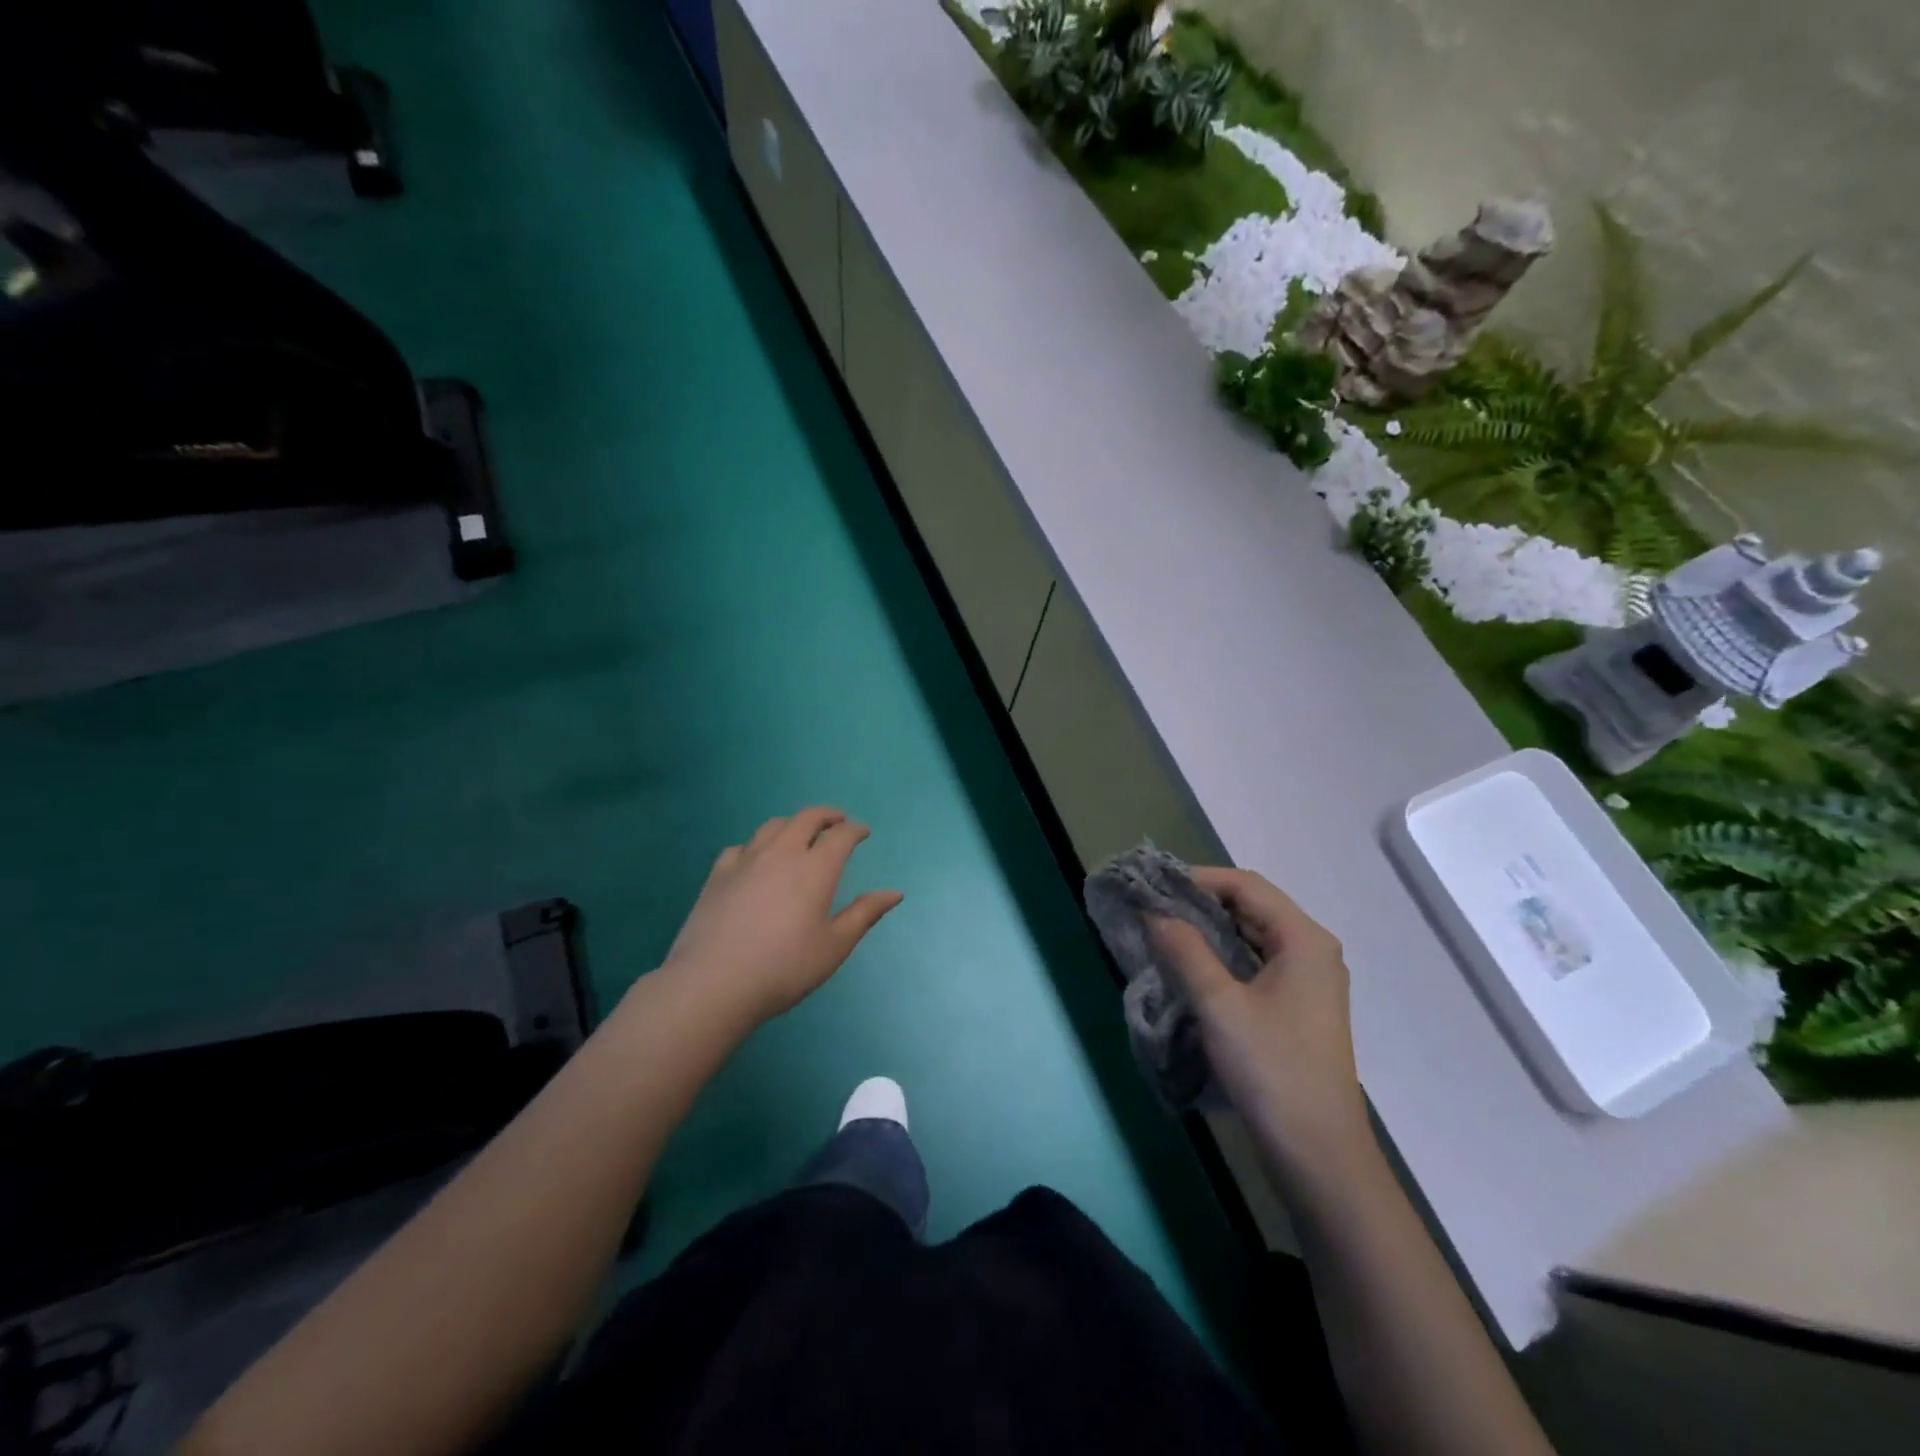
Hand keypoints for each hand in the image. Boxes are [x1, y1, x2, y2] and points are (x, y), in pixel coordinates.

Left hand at [659, 808, 902, 1026]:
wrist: (713, 984)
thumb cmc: (784, 969)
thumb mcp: (834, 947)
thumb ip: (864, 914)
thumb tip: (894, 893)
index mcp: (815, 869)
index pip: (841, 836)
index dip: (855, 830)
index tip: (863, 833)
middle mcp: (782, 854)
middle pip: (806, 818)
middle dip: (826, 815)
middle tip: (837, 822)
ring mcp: (746, 861)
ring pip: (773, 826)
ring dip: (793, 824)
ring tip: (800, 834)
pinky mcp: (718, 875)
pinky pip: (741, 847)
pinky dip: (757, 845)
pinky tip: (756, 859)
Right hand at [1149, 868, 1370, 1172]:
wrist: (1319, 1156)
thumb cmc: (1272, 1071)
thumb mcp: (1219, 1005)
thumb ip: (1184, 950)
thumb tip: (1153, 912)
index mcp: (1303, 939)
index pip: (1245, 885)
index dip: (1197, 878)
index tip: (1152, 886)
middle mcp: (1311, 950)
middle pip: (1250, 906)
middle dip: (1199, 902)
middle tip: (1151, 908)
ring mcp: (1307, 981)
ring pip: (1250, 936)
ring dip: (1208, 930)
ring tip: (1162, 933)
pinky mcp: (1296, 1007)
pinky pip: (1253, 963)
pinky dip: (1220, 956)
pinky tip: (1189, 967)